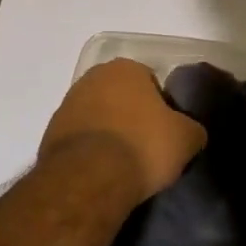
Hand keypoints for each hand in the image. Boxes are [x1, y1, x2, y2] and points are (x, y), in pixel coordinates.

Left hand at [41, 58, 206, 204]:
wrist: (89, 178)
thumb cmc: (142, 146)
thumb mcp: (185, 139)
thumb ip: (192, 129)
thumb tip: (191, 132)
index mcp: (126, 68)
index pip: (151, 82)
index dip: (161, 108)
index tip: (165, 133)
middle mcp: (94, 76)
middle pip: (121, 96)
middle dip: (132, 116)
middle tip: (146, 147)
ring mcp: (69, 102)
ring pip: (99, 114)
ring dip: (109, 131)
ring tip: (123, 164)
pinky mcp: (52, 130)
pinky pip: (80, 136)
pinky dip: (90, 149)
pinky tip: (101, 171)